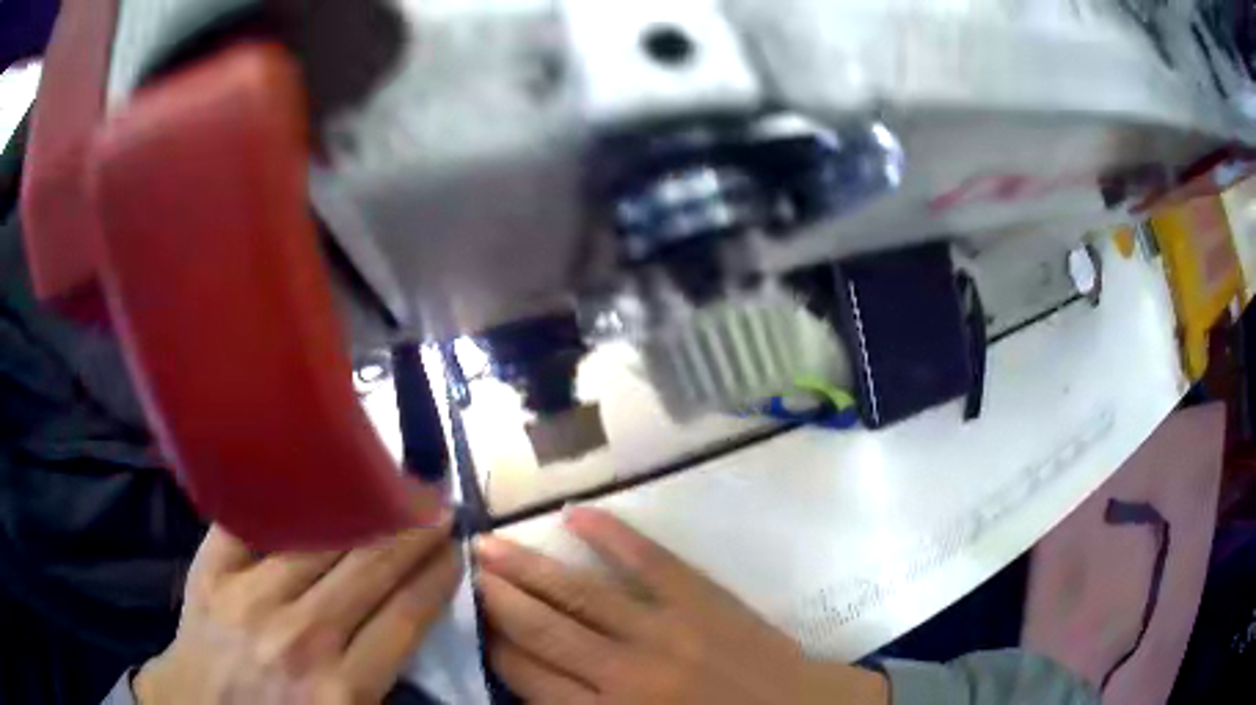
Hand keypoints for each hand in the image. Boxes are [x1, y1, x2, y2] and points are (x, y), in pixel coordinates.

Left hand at [135, 518, 461, 704]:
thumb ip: (378, 680)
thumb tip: (410, 619)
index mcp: (341, 689)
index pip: (405, 618)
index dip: (437, 578)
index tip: (457, 551)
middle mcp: (298, 638)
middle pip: (369, 569)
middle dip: (412, 534)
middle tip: (438, 506)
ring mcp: (248, 596)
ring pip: (319, 537)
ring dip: (363, 509)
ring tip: (391, 487)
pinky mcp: (211, 570)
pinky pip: (255, 519)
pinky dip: (288, 496)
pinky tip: (314, 475)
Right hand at [476, 507, 886, 703]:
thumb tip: (531, 684)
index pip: (528, 677)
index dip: (494, 647)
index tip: (472, 623)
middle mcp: (624, 673)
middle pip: (542, 631)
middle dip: (498, 599)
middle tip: (465, 569)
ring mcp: (665, 629)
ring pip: (579, 595)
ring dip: (529, 569)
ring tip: (489, 545)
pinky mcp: (702, 599)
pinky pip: (649, 561)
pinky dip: (611, 535)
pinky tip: (576, 514)